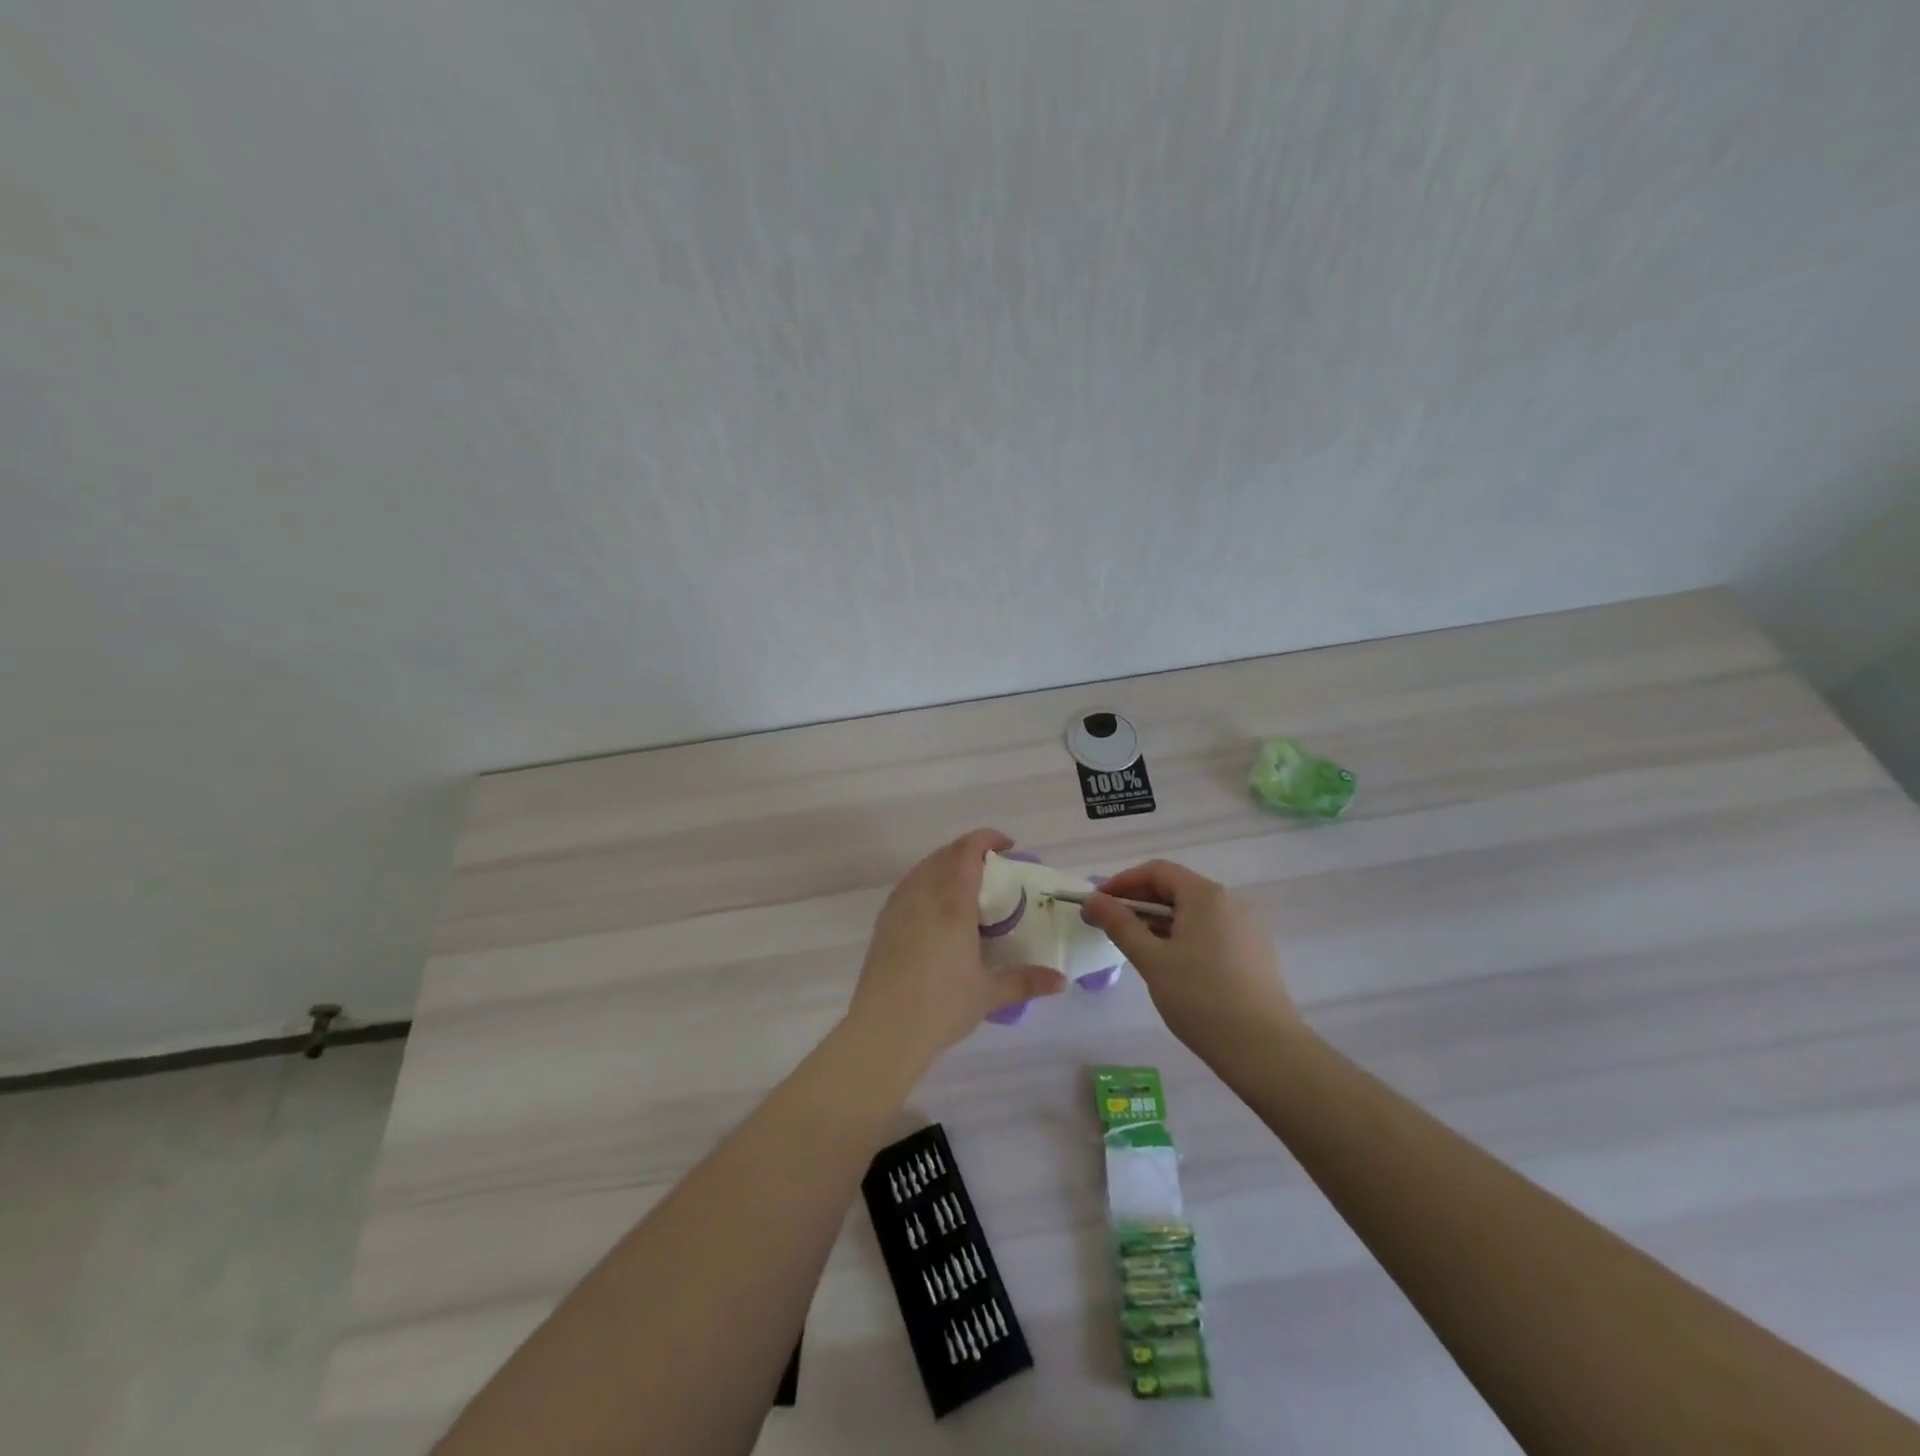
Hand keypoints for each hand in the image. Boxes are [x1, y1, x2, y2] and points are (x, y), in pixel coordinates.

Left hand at [847, 829, 1066, 1071]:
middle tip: (992, 868)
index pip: (967, 851)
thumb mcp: (989, 994)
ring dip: (945, 865)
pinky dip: (926, 883)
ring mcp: (898, 906)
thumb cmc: (942, 1005)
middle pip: (945, 854)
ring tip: (965, 885)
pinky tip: (936, 909)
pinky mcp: (883, 923)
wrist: (883, 1029)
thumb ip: (1026, 981)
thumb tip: (1061, 981)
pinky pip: (908, 887)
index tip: (1007, 845)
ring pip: (923, 868)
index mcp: (952, 901)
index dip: (987, 839)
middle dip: (969, 851)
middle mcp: (923, 894)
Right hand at [1079, 860, 1302, 1061]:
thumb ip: (1120, 924)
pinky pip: (1208, 930)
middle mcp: (1229, 902)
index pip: (1156, 871)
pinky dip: (1181, 934)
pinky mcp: (1252, 952)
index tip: (1096, 903)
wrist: (1265, 1050)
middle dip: (1138, 901)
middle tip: (1108, 924)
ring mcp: (1245, 927)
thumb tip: (1093, 899)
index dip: (1122, 882)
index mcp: (1206, 896)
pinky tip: (1167, 961)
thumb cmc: (1201, 999)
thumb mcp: (1152, 960)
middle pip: (1175, 888)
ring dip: (1158, 919)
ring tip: (1132, 943)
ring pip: (1192, 911)